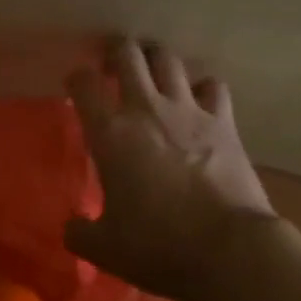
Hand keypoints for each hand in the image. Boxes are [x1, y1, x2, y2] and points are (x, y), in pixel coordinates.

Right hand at [64, 39, 275, 300]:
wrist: (228, 250)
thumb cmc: (159, 246)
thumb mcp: (106, 249)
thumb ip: (81, 233)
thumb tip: (71, 227)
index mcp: (110, 133)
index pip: (84, 83)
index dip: (77, 79)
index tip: (77, 87)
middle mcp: (146, 108)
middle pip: (127, 53)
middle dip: (117, 51)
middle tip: (114, 65)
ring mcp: (187, 109)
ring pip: (168, 59)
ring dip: (157, 60)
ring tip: (154, 72)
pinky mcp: (223, 120)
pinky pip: (213, 86)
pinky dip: (203, 88)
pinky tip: (200, 102)